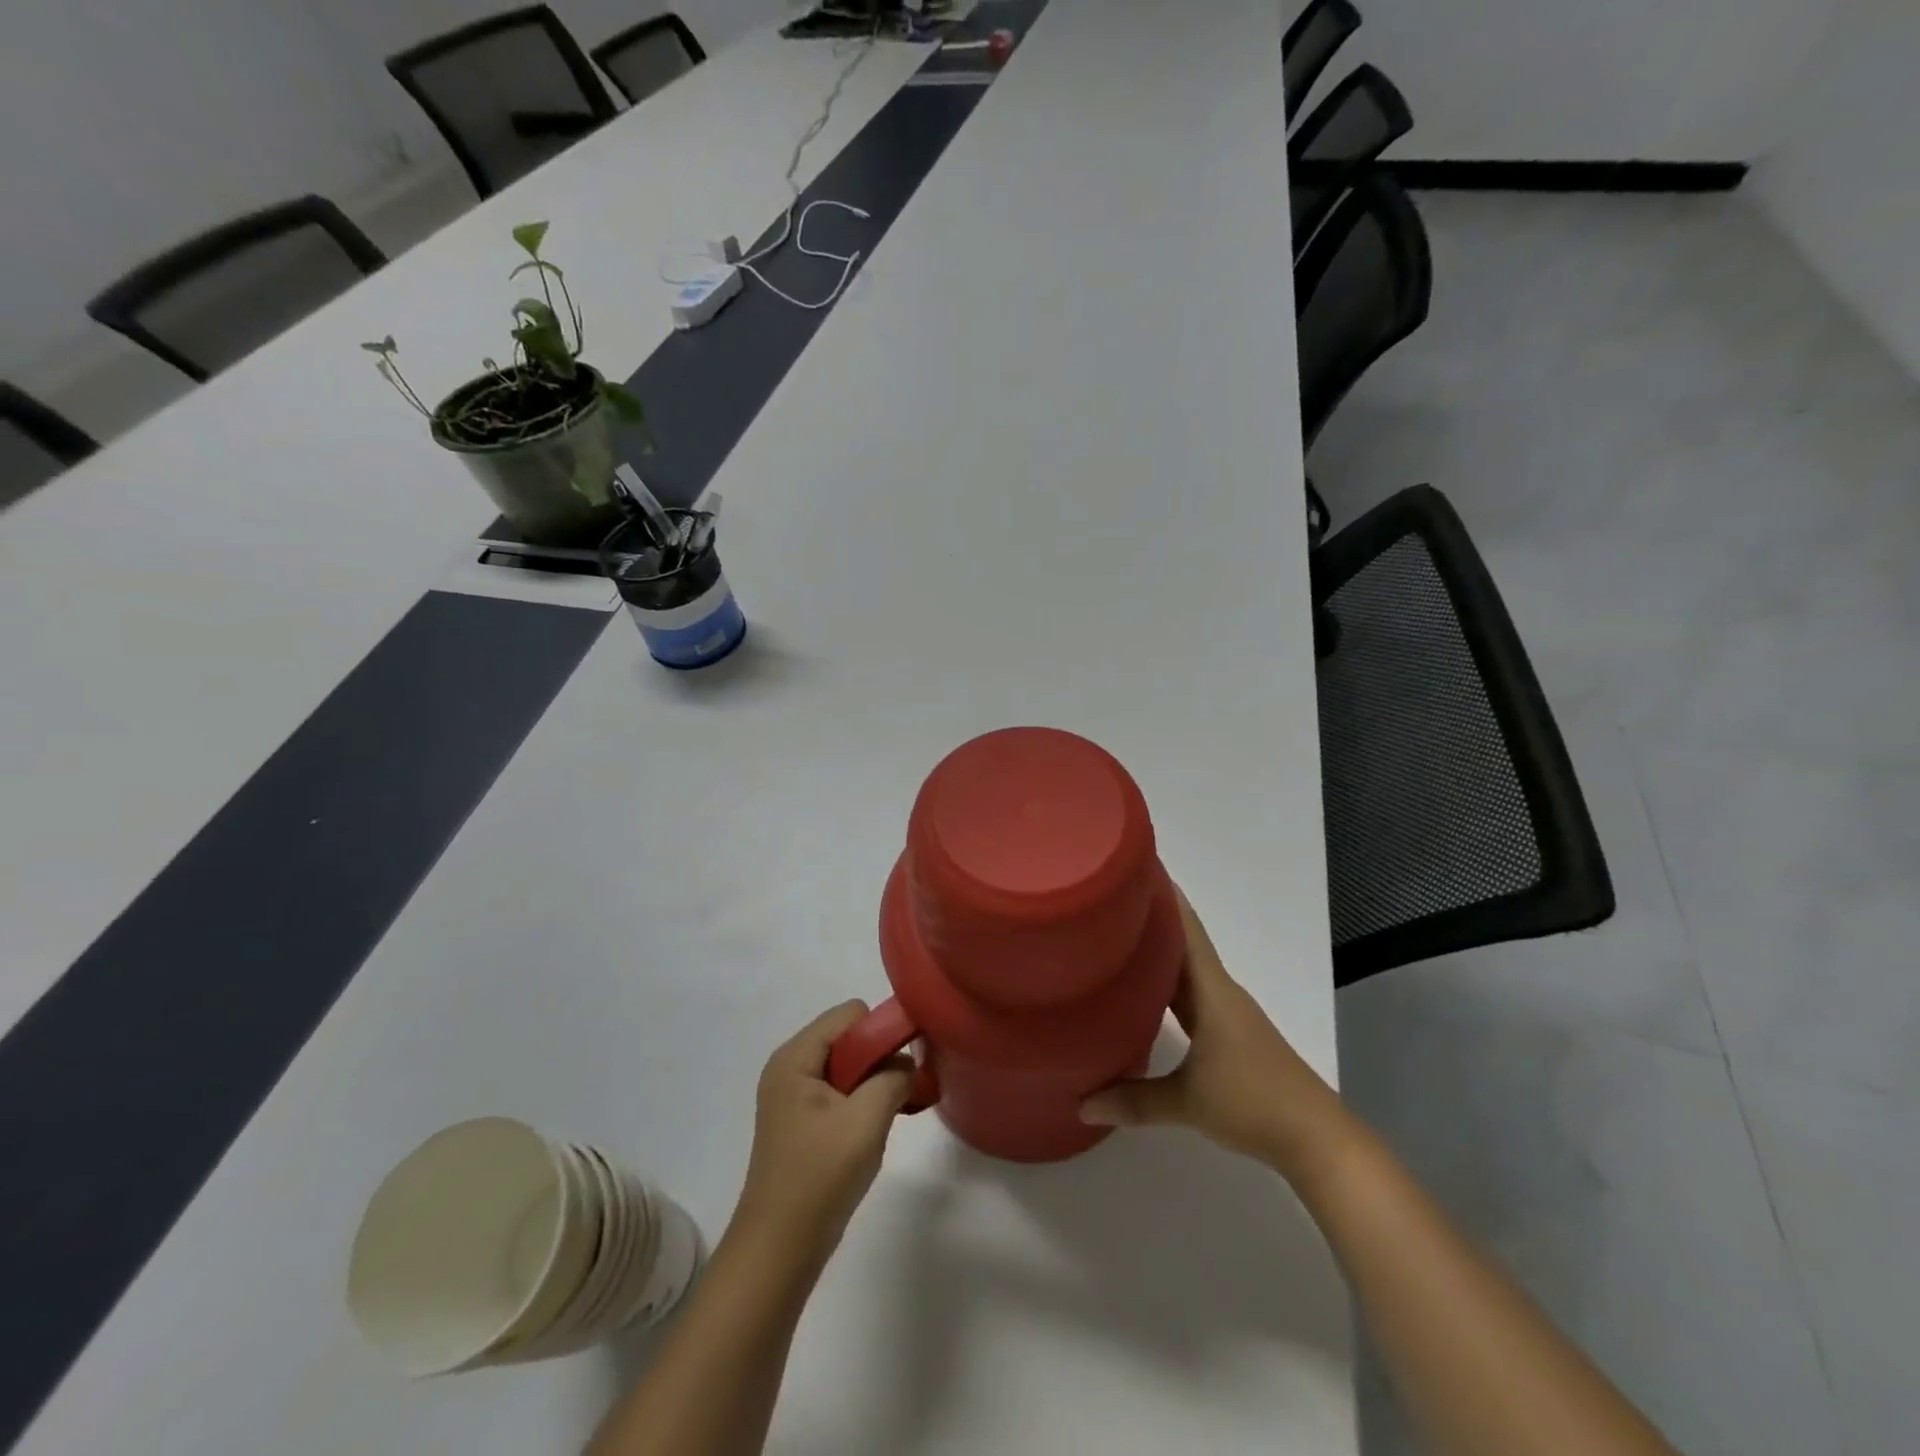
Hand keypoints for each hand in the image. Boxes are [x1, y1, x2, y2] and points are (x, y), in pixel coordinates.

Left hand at [731, 1002, 910, 1271]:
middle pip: (849, 1038)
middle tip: (900, 1095)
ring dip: (874, 1084)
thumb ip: (893, 1077)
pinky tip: (873, 1130)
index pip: (850, 1014)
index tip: (904, 1066)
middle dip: (880, 1060)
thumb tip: (907, 1063)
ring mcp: (793, 1095)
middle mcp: (790, 1067)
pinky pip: (840, 1091)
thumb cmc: (819, 1178)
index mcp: (795, 1057)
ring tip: (888, 1117)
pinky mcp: (802, 1121)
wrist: (778, 1250)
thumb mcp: (866, 1120)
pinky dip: (863, 1102)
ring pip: (848, 1066)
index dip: (882, 1032)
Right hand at [1080, 889, 1354, 1185]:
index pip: (1185, 928)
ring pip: (1185, 971)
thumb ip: (1133, 1101)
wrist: (1316, 1139)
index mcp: (1212, 991)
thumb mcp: (1188, 1103)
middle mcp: (1219, 992)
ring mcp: (1226, 1013)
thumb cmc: (1253, 1103)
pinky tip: (1143, 992)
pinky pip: (1190, 996)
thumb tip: (1081, 1103)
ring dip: (1157, 954)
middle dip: (1148, 920)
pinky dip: (1166, 986)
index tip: (1136, 866)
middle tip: (1105, 901)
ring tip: (1114, 939)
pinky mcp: (1229, 1034)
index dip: (1163, 896)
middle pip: (1181, 944)